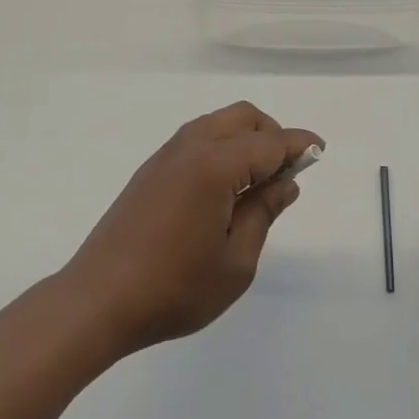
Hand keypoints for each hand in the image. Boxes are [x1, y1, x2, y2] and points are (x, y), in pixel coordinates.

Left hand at [62, 102, 321, 356]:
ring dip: (245, 139)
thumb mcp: (235, 262)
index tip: (320, 150)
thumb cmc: (174, 288)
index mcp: (215, 165)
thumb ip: (263, 213)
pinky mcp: (151, 170)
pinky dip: (221, 148)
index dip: (299, 145)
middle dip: (272, 134)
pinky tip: (224, 188)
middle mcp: (191, 147)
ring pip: (218, 124)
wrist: (98, 300)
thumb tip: (285, 182)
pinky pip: (197, 140)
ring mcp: (166, 155)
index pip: (269, 143)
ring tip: (257, 184)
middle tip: (286, 173)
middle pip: (243, 118)